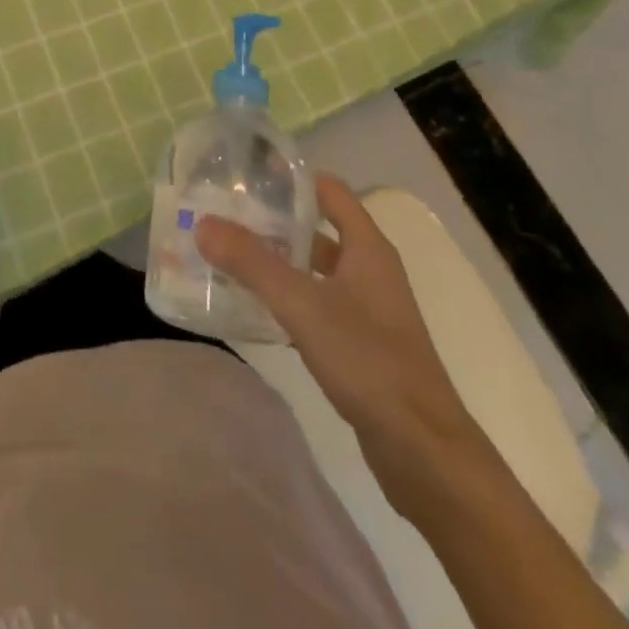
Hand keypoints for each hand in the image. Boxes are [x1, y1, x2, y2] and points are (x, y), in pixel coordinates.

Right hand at [196, 173, 486, 513]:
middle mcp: (370, 270)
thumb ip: (252, 263)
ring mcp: (368, 309)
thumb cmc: (369, 360)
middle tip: (225, 217)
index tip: (248, 175)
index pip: (330, 191)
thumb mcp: (303, 304)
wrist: (424, 452)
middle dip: (274, 222)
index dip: (292, 178)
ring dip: (278, 262)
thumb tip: (204, 223)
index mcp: (368, 248)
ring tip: (229, 258)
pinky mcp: (360, 345)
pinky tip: (254, 308)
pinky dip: (287, 299)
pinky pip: (316, 305)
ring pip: (315, 270)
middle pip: (318, 230)